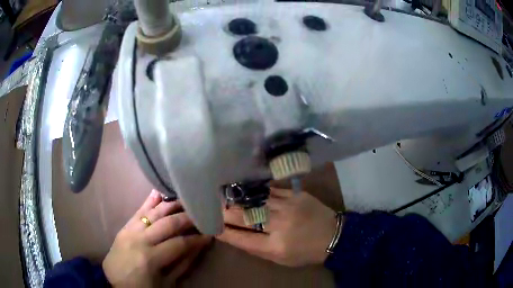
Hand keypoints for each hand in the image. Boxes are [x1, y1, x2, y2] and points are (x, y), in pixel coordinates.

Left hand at [103, 190, 210, 286]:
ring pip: (154, 212)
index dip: (197, 239)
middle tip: (201, 215)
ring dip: (172, 206)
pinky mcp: (125, 226)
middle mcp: (140, 239)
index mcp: (151, 258)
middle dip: (187, 218)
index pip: (179, 243)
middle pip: (168, 223)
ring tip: (186, 202)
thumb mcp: (166, 282)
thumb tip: (198, 247)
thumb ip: (182, 264)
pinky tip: (159, 192)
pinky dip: (150, 201)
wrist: (113, 281)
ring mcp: (130, 230)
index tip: (210, 234)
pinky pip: (139, 210)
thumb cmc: (142, 286)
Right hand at [217, 188, 336, 266]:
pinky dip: (254, 191)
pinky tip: (243, 188)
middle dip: (223, 211)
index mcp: (275, 246)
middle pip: (243, 216)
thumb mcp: (280, 259)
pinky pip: (269, 191)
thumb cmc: (305, 252)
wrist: (333, 235)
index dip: (223, 231)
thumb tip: (233, 235)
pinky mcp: (294, 194)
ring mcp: (287, 206)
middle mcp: (279, 225)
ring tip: (220, 195)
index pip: (240, 238)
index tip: (210, 225)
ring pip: (253, 201)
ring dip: (235, 199)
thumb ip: (256, 248)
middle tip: (209, 205)